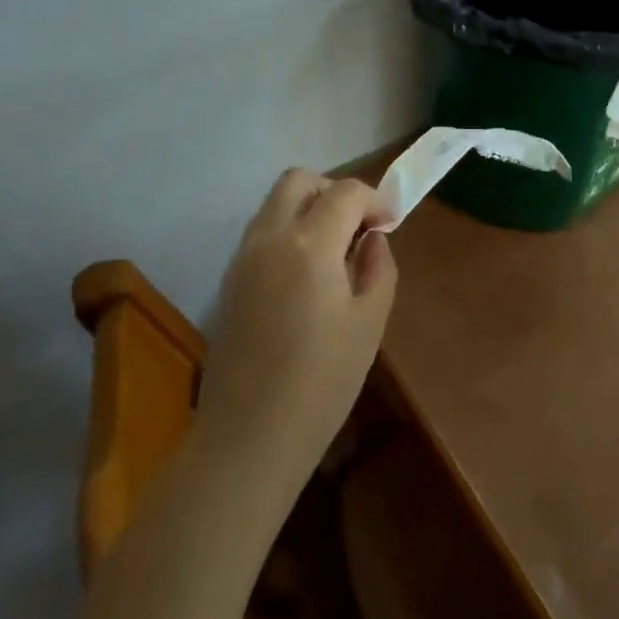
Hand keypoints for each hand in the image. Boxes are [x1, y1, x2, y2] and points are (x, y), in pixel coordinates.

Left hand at [195, 171, 396, 489]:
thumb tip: (372, 239)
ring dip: (308, 209)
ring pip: (275, 204)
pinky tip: (307, 276)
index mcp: (310, 246)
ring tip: (335, 252)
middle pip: (298, 181)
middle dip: (333, 190)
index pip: (345, 192)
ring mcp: (243, 257)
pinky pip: (262, 232)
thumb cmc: (321, 384)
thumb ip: (378, 268)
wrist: (248, 438)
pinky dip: (288, 232)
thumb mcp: (369, 324)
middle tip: (357, 227)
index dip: (374, 199)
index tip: (389, 224)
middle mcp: (270, 238)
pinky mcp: (229, 280)